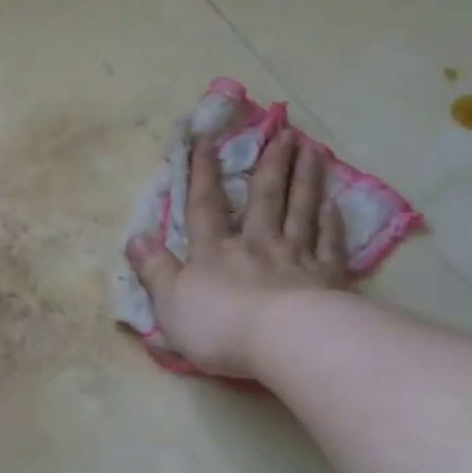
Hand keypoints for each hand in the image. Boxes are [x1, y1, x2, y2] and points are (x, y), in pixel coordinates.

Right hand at [126, 128, 348, 378]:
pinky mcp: (327, 277)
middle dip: (271, 164)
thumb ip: (154, 270)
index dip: (202, 173)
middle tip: (283, 131)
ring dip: (306, 179)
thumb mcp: (170, 302)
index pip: (205, 206)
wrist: (285, 341)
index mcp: (214, 252)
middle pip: (264, 198)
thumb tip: (135, 237)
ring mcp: (296, 257)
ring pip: (301, 210)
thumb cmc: (219, 326)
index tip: (206, 139)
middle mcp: (256, 244)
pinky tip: (335, 205)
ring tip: (313, 149)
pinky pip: (330, 243)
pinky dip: (333, 223)